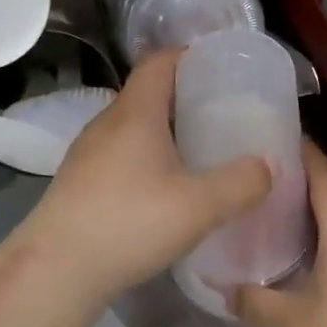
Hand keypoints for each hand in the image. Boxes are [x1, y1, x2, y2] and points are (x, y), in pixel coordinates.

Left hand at [14, 49, 270, 307]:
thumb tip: (270, 164)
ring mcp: (88, 152)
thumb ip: (241, 182)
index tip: (221, 68)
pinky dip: (147, 156)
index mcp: (134, 113)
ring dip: (165, 130)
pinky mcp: (79, 181)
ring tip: (199, 150)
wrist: (55, 270)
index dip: (190, 56)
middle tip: (222, 113)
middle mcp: (107, 123)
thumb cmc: (129, 223)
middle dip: (185, 97)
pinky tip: (165, 188)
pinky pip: (120, 153)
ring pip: (133, 126)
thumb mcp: (199, 206)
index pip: (159, 62)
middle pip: (148, 92)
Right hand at [233, 143, 326, 326]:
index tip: (276, 136)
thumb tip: (225, 290)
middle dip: (310, 175)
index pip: (323, 174)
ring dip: (326, 203)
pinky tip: (317, 248)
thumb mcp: (295, 325)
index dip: (302, 151)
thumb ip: (256, 304)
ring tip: (289, 207)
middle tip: (272, 175)